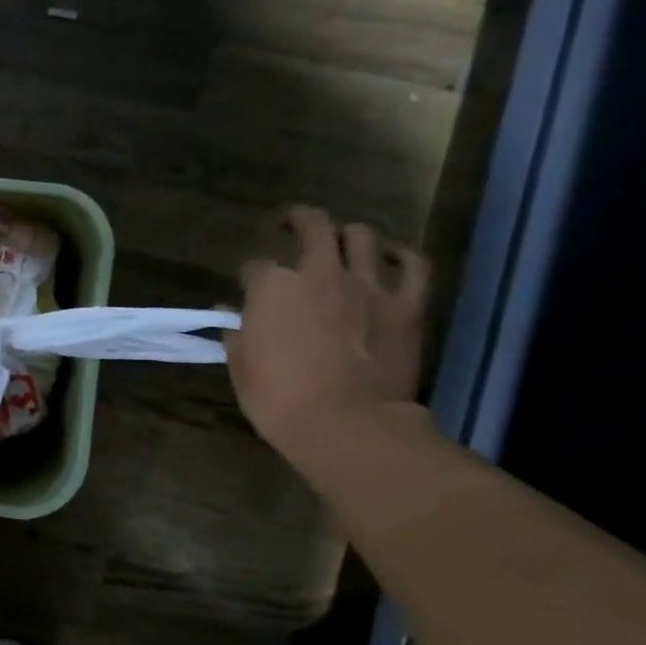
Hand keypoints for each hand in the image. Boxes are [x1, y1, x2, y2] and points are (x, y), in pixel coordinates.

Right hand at [228, 207, 429, 457]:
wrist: (347, 424)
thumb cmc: (279, 399)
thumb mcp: (241, 368)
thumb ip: (237, 334)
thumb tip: (230, 316)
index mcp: (272, 288)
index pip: (255, 267)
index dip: (250, 278)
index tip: (247, 290)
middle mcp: (320, 273)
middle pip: (313, 227)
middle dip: (299, 220)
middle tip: (292, 224)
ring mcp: (368, 285)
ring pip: (361, 236)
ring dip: (348, 235)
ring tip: (342, 243)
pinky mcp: (407, 305)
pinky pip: (414, 266)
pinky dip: (403, 256)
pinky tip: (393, 257)